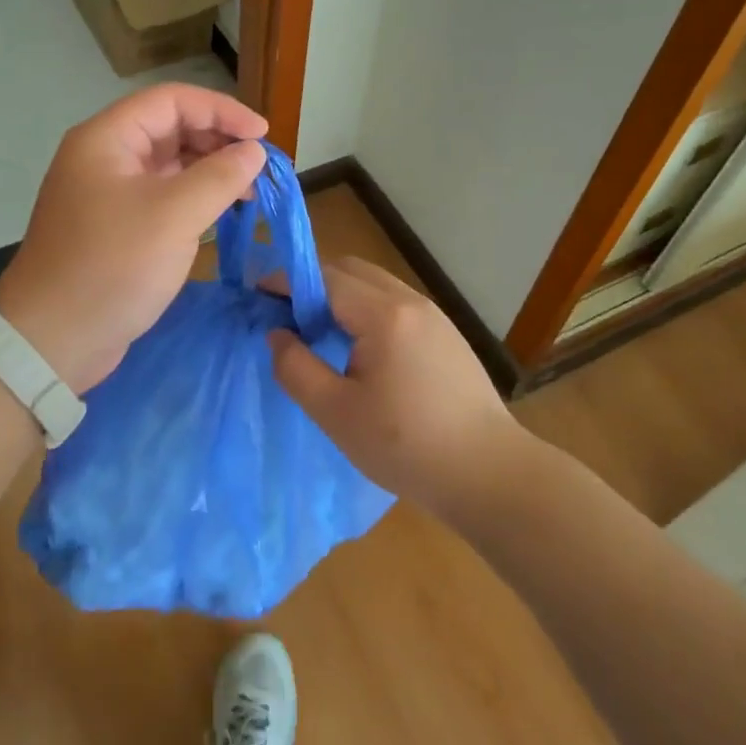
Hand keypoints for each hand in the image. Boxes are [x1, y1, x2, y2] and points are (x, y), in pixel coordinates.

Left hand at [0, 84, 266, 392]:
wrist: (52, 340)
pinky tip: (222, 212)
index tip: (263, 135)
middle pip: (170, 129)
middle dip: (218, 141)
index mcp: (107, 138)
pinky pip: (162, 196)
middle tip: (260, 167)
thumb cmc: (113, 266)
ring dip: (210, 171)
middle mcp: (104, 156)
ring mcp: (108, 192)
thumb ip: (220, 176)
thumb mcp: (174, 216)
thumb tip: (254, 152)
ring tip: (250, 191)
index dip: (221, 110)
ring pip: (168, 165)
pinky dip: (194, 198)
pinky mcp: (115, 226)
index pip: (172, 100)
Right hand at [268, 257, 525, 511]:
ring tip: (317, 331)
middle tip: (285, 314)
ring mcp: (433, 314)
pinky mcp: (445, 332)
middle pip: (350, 270)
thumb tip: (276, 334)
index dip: (286, 282)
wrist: (489, 474)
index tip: (257, 294)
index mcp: (383, 315)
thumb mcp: (336, 413)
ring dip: (340, 294)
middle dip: (312, 282)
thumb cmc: (406, 447)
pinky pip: (394, 302)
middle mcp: (410, 301)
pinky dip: (365, 307)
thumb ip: (296, 368)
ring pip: (374, 284)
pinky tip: (358, 346)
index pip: (324, 278)